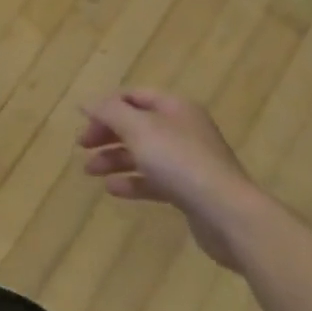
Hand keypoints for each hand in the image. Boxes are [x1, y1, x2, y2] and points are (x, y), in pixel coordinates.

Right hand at [78, 92, 266, 270]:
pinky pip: (154, 180)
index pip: (134, 95)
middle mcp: (183, 129)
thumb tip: (87, 102)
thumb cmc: (180, 161)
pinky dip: (132, 182)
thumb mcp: (138, 128)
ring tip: (90, 171)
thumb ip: (109, 112)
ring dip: (114, 159)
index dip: (107, 105)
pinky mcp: (190, 191)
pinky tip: (113, 189)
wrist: (228, 214)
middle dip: (107, 133)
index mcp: (175, 107)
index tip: (83, 121)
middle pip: (137, 124)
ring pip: (143, 153)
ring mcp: (188, 162)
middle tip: (83, 145)